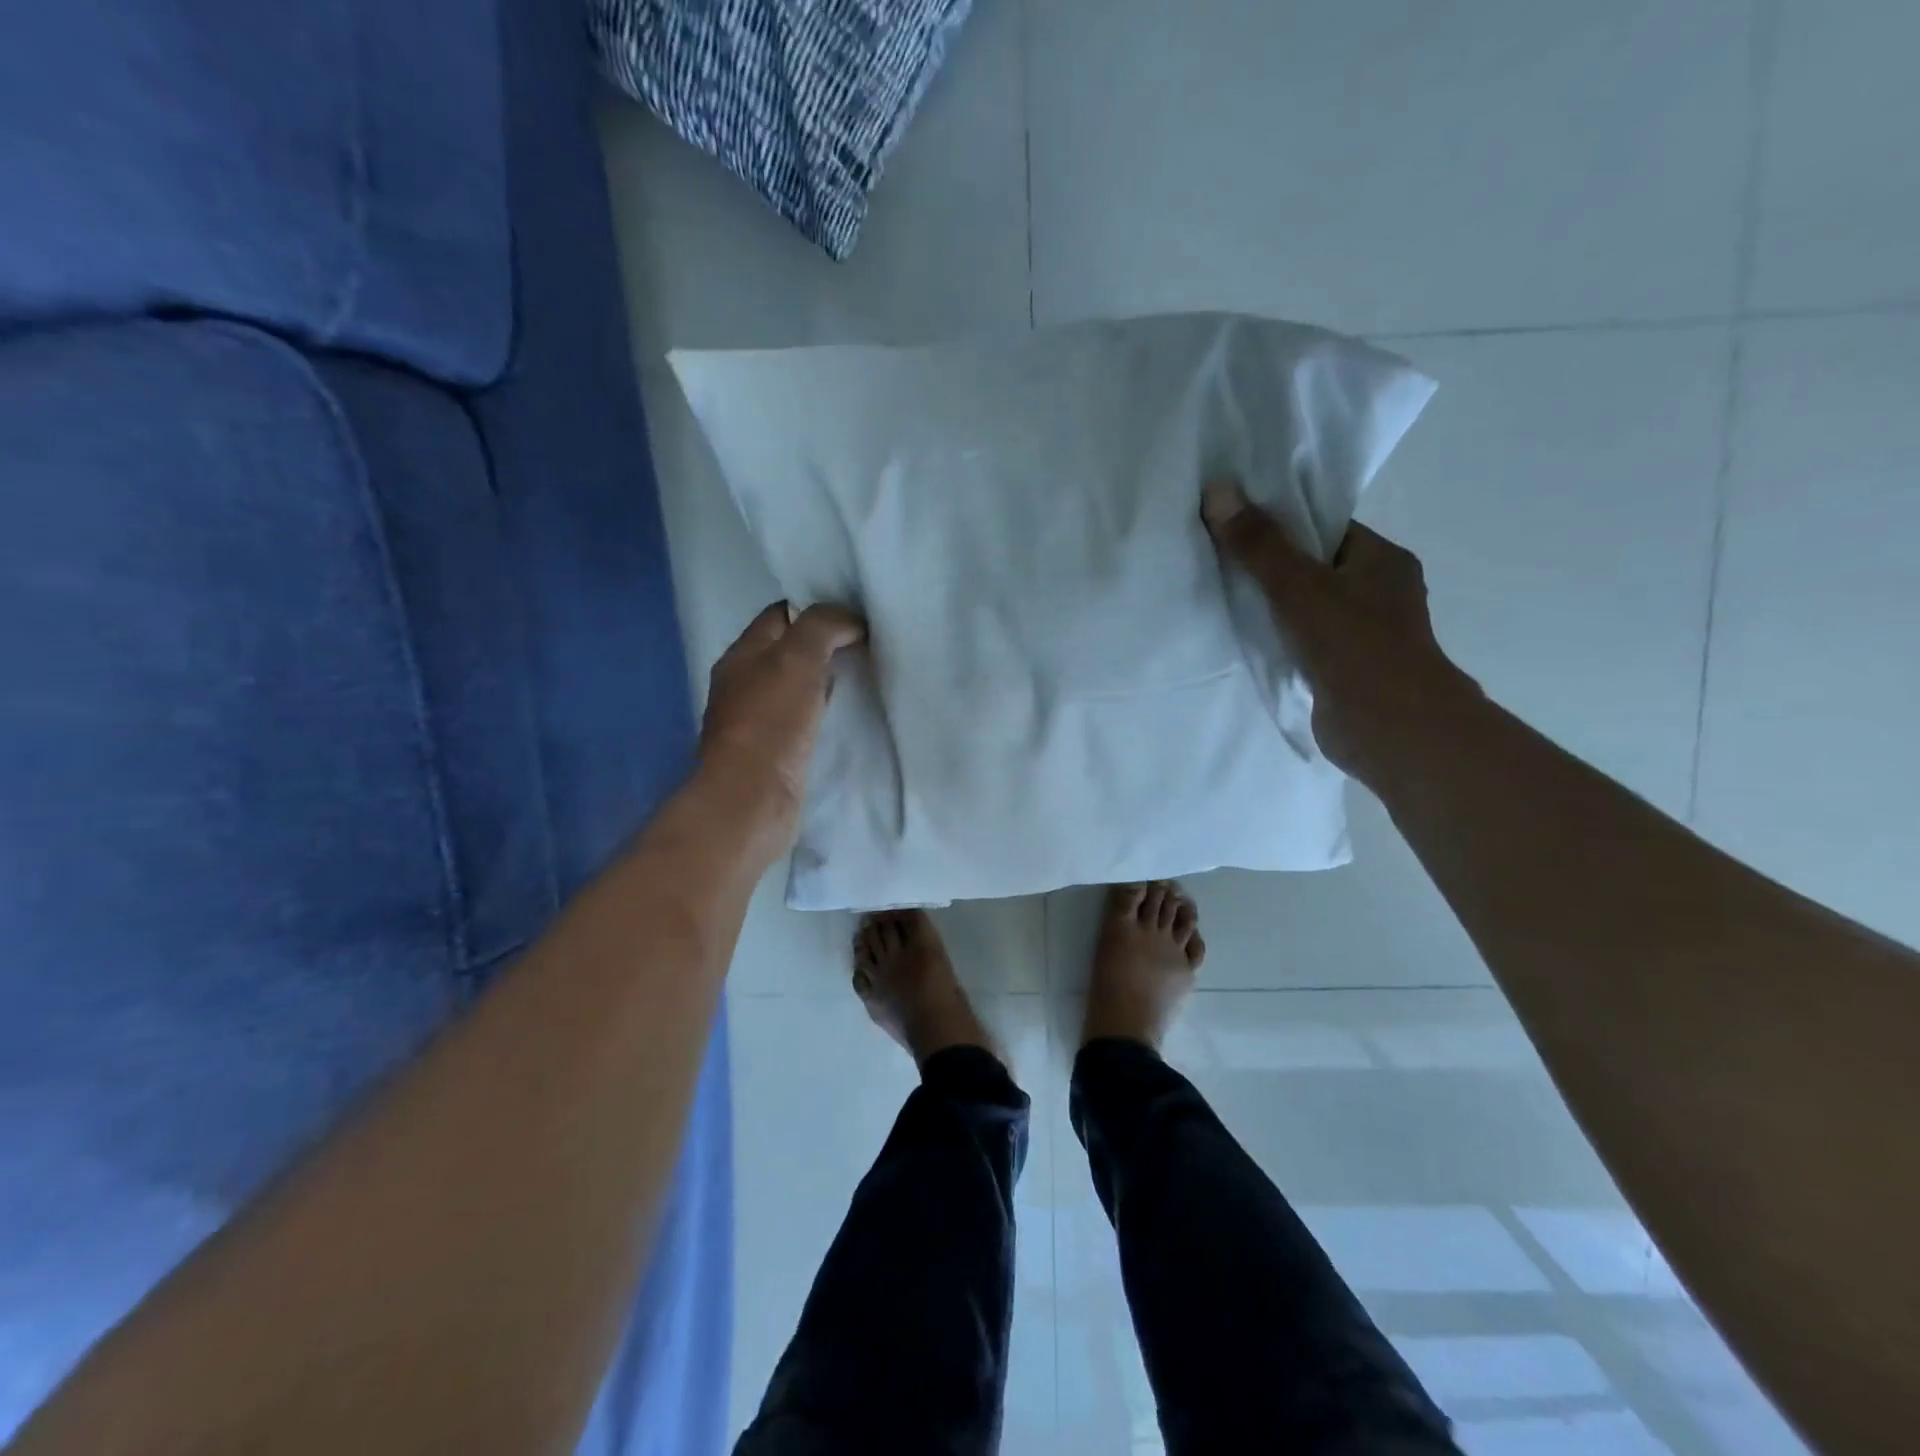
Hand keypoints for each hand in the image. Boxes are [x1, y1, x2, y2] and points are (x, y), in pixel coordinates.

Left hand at [698, 601, 866, 851]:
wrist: (752, 799)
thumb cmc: (771, 723)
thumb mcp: (798, 658)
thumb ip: (823, 626)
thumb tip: (851, 621)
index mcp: (742, 654)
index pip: (781, 614)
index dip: (817, 608)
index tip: (856, 615)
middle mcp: (744, 683)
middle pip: (788, 650)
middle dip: (825, 644)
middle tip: (867, 644)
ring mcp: (756, 720)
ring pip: (797, 686)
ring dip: (826, 680)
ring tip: (864, 676)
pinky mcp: (773, 752)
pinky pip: (802, 719)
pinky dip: (823, 712)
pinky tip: (847, 716)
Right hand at [1200, 477, 1477, 783]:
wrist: (1389, 728)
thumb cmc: (1353, 645)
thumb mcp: (1298, 586)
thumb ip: (1258, 544)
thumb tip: (1218, 490)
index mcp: (1381, 560)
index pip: (1326, 529)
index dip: (1282, 524)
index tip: (1237, 525)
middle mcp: (1378, 592)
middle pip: (1314, 567)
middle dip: (1270, 567)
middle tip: (1219, 560)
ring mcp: (1364, 634)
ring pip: (1307, 608)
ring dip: (1272, 607)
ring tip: (1221, 597)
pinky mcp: (1345, 670)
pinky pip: (1303, 642)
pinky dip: (1278, 640)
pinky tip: (1244, 640)